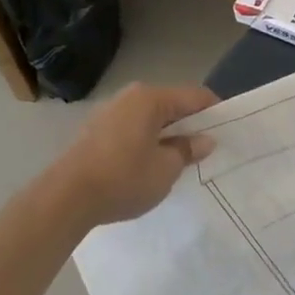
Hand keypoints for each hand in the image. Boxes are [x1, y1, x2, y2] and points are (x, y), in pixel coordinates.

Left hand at [50, 82, 219, 226]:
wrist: (65, 198)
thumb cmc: (123, 178)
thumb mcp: (166, 168)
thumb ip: (188, 150)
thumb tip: (204, 140)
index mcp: (150, 98)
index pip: (195, 96)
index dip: (215, 112)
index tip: (228, 132)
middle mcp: (129, 97)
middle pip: (171, 105)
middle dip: (190, 124)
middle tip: (205, 149)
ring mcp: (109, 112)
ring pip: (151, 118)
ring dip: (167, 134)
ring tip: (179, 159)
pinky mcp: (95, 131)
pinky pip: (133, 129)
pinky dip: (147, 140)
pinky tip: (150, 164)